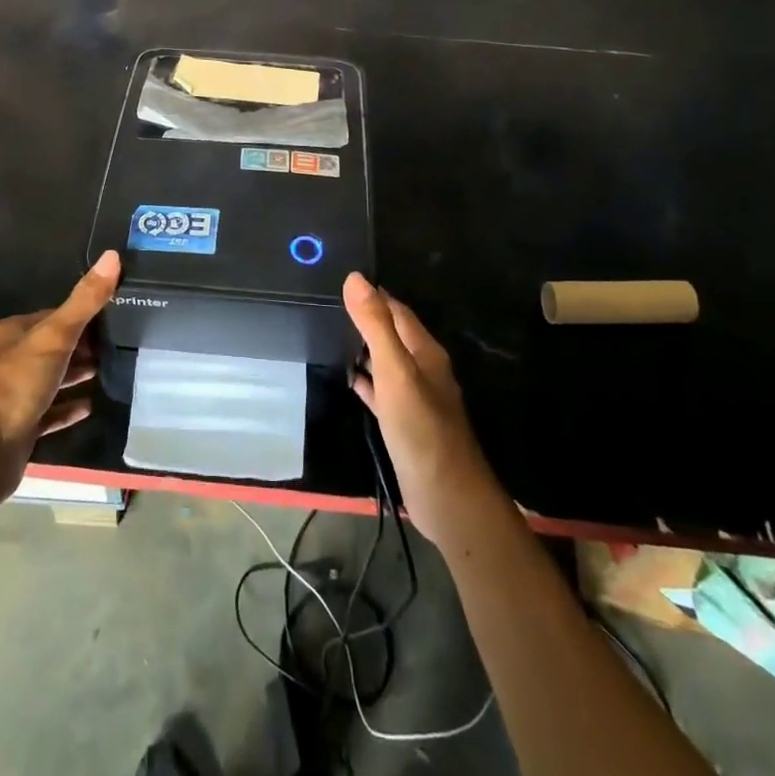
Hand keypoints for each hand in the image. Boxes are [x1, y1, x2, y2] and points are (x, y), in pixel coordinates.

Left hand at [0, 251, 119, 500]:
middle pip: (50, 347)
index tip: (113, 318)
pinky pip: (48, 413)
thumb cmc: (12, 387)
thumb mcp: (54, 337)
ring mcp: (9, 397)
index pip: (51, 316)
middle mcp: (6, 361)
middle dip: (81, 346)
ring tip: (109, 372)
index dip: (82, 316)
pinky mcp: (16, 429)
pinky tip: (91, 407)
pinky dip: (67, 409)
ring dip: (75, 375)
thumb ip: (84, 301)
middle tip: (117, 347)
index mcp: (9, 334)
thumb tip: (113, 255)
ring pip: (49, 379)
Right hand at [344, 273, 504, 545]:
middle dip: (365, 319)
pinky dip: (364, 380)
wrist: (447, 497)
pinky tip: (346, 377)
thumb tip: (355, 278)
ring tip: (329, 334)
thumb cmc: (421, 428)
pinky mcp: (404, 422)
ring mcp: (414, 397)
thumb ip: (375, 325)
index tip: (341, 279)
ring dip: (363, 348)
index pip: (397, 310)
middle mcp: (422, 369)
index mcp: (425, 351)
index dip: (372, 294)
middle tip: (327, 304)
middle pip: (392, 334)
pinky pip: (381, 391)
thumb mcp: (395, 370)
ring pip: (386, 361)